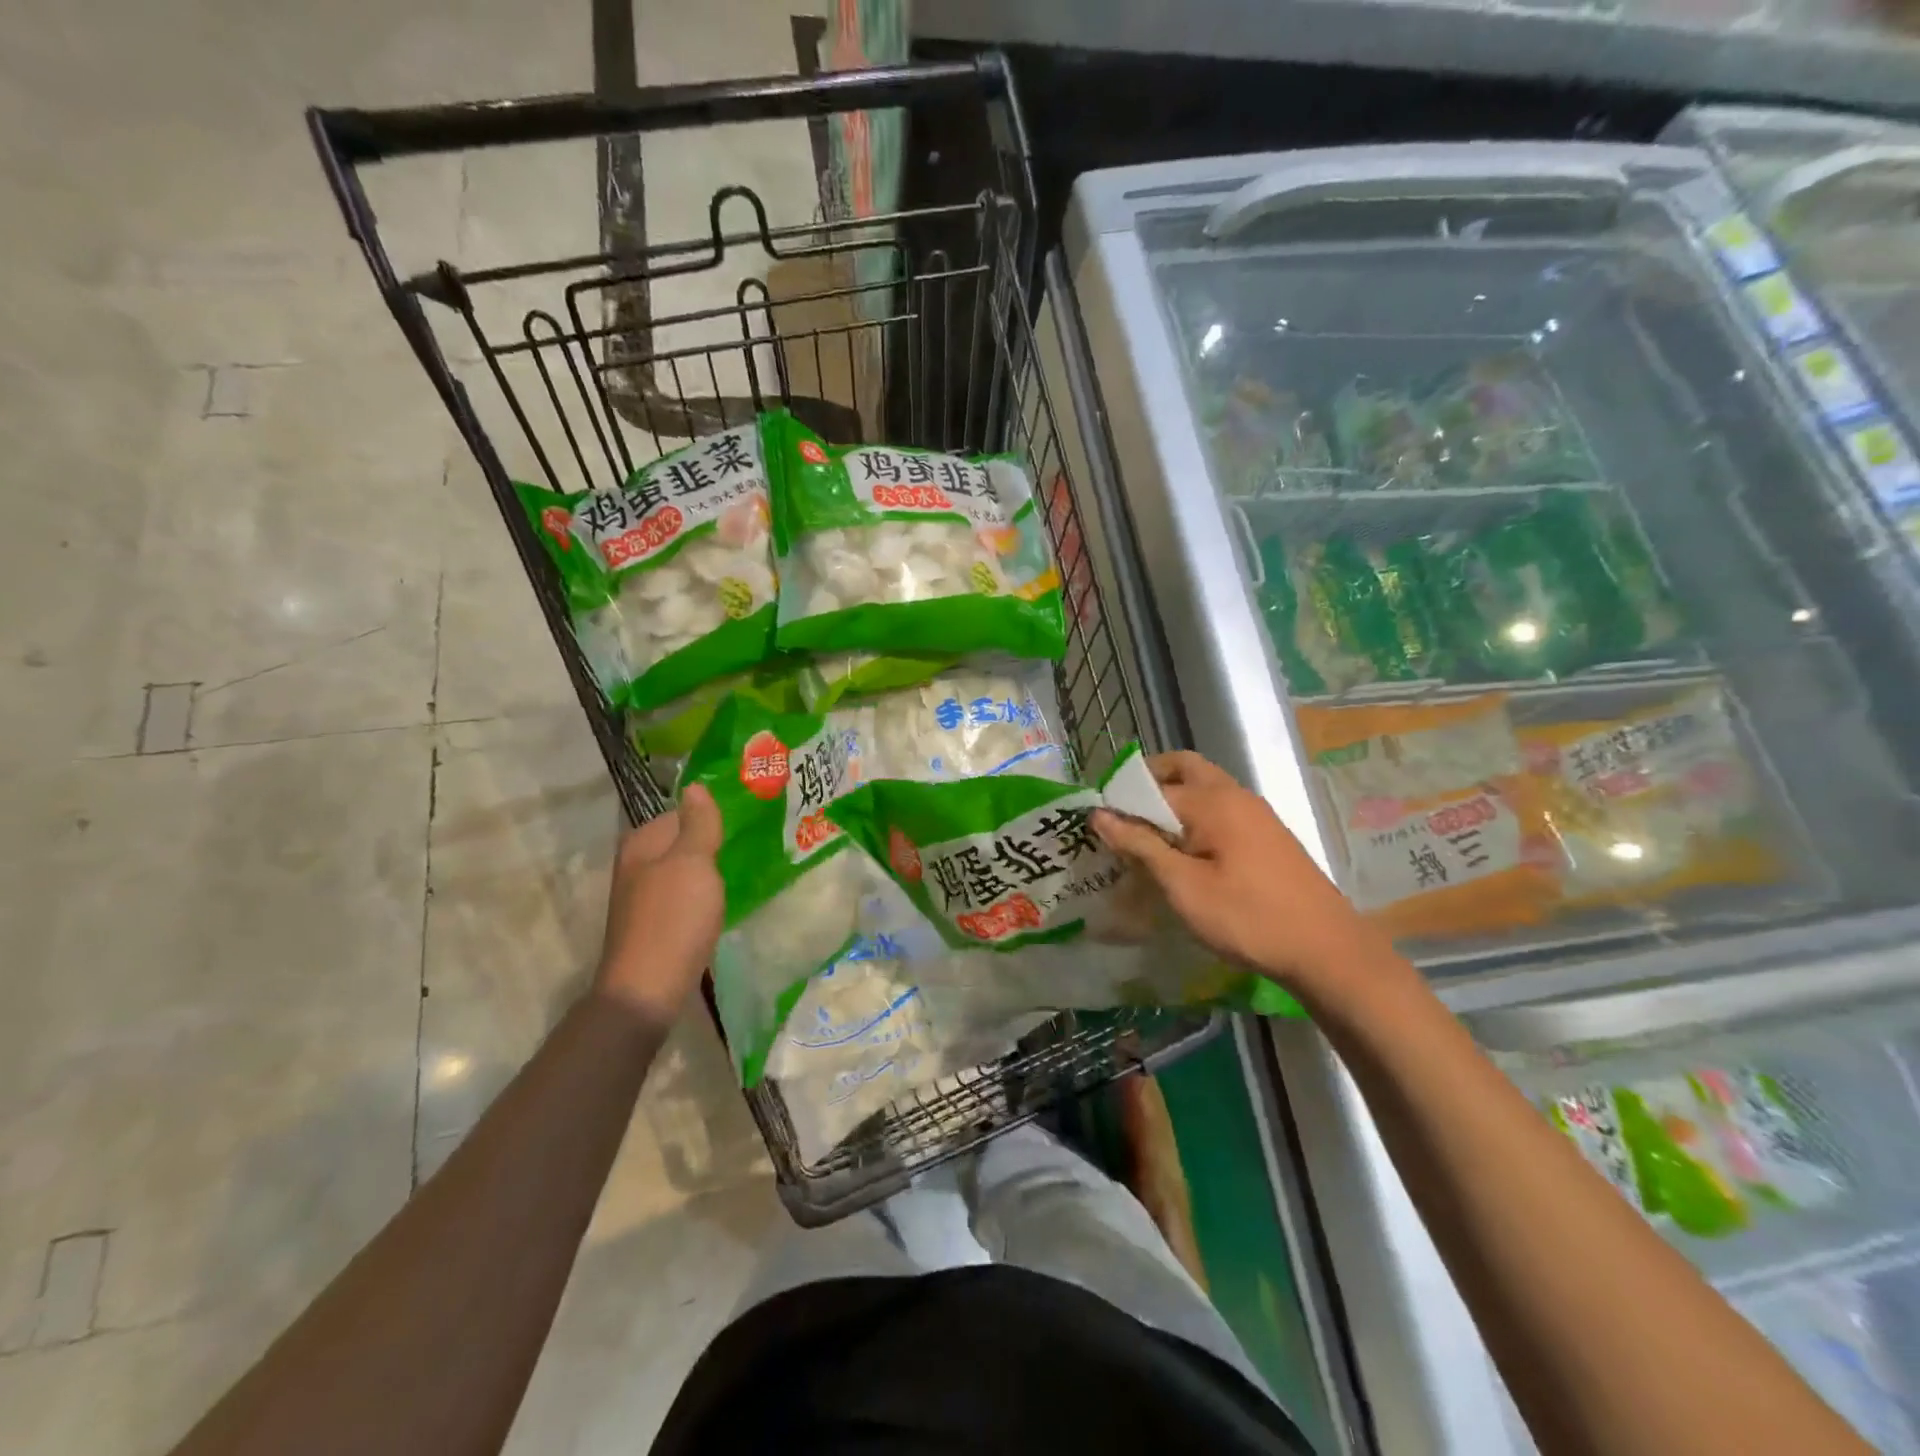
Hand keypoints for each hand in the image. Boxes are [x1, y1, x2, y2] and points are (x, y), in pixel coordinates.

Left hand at [593, 785, 724, 1025]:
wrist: (647, 990)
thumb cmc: (673, 919)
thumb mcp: (693, 862)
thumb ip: (698, 823)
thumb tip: (696, 786)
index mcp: (642, 843)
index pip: (681, 812)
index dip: (711, 815)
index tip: (745, 820)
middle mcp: (637, 865)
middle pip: (681, 842)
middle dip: (711, 843)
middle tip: (751, 844)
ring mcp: (643, 897)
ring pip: (684, 871)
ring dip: (708, 871)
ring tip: (743, 870)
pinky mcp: (654, 924)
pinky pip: (683, 897)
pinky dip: (702, 897)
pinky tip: (720, 904)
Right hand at [1092, 751, 1389, 997]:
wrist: (1328, 951)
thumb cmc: (1248, 918)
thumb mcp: (1184, 887)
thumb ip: (1141, 846)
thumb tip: (1099, 814)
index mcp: (1213, 801)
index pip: (1151, 787)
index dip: (1120, 804)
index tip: (1096, 829)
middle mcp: (1235, 795)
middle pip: (1183, 768)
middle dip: (1149, 784)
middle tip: (1124, 818)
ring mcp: (1256, 814)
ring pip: (1204, 789)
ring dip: (1173, 802)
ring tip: (1148, 842)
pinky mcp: (1267, 836)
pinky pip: (1220, 811)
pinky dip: (1195, 819)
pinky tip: (1185, 857)